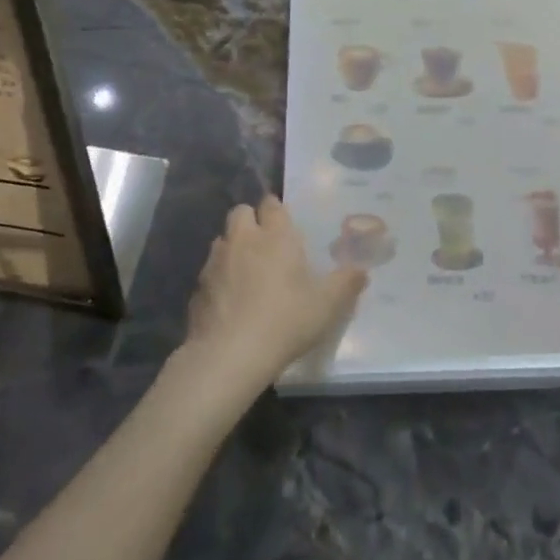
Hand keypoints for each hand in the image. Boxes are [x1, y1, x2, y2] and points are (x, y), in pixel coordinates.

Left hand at [178, 195, 366, 399]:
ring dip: (234, 247)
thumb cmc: (286, 321)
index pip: (272, 204)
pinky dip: (220, 278)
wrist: (230, 355)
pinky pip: (210, 272)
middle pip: (240, 212)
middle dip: (251, 220)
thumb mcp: (328, 305)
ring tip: (248, 272)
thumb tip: (362, 270)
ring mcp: (215, 262)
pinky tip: (230, 301)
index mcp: (275, 236)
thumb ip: (346, 283)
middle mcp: (243, 240)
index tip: (285, 223)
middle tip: (266, 244)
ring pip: (222, 240)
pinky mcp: (198, 288)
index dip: (277, 210)